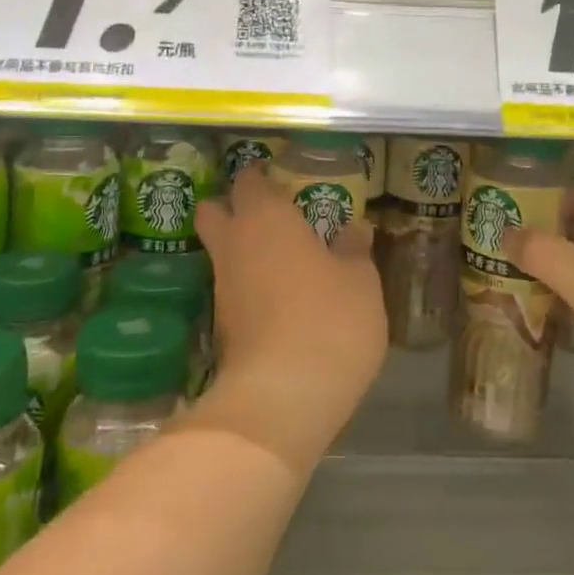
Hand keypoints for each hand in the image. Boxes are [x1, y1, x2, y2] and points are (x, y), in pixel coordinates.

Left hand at [190, 164, 386, 473]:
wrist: (282, 398)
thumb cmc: (328, 321)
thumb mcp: (360, 281)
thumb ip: (354, 249)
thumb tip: (353, 228)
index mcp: (264, 218)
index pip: (248, 179)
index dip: (260, 176)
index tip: (280, 180)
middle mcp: (233, 244)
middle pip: (213, 211)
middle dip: (232, 208)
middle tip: (270, 216)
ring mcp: (221, 287)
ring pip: (221, 253)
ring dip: (242, 251)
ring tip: (282, 261)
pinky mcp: (220, 327)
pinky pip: (231, 290)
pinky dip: (248, 287)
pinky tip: (278, 301)